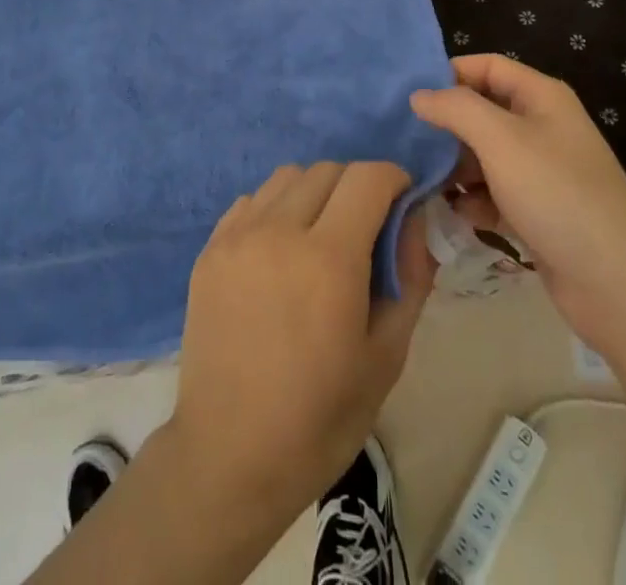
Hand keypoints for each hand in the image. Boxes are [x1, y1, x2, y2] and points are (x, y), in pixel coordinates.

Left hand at [164, 162, 435, 518]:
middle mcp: (279, 230)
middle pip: (328, 170)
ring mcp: (238, 235)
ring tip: (320, 236)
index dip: (394, 179)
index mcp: (329, 258)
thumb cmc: (319, 418)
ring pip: (287, 177)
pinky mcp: (210, 248)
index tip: (403, 201)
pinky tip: (279, 253)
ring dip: (315, 192)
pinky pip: (252, 201)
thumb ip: (410, 278)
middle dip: (357, 186)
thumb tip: (415, 220)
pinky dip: (275, 209)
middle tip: (366, 226)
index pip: (368, 177)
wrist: (230, 455)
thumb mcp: (386, 357)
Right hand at [411, 54, 625, 348]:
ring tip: (424, 180)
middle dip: (447, 125)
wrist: (619, 286)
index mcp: (541, 97)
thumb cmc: (557, 194)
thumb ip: (455, 108)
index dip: (449, 73)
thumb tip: (418, 95)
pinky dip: (474, 200)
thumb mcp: (500, 139)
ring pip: (484, 154)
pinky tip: (458, 214)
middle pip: (482, 110)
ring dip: (455, 166)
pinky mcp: (537, 211)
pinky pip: (494, 192)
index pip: (487, 66)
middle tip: (407, 140)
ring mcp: (541, 171)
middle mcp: (542, 127)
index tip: (409, 95)